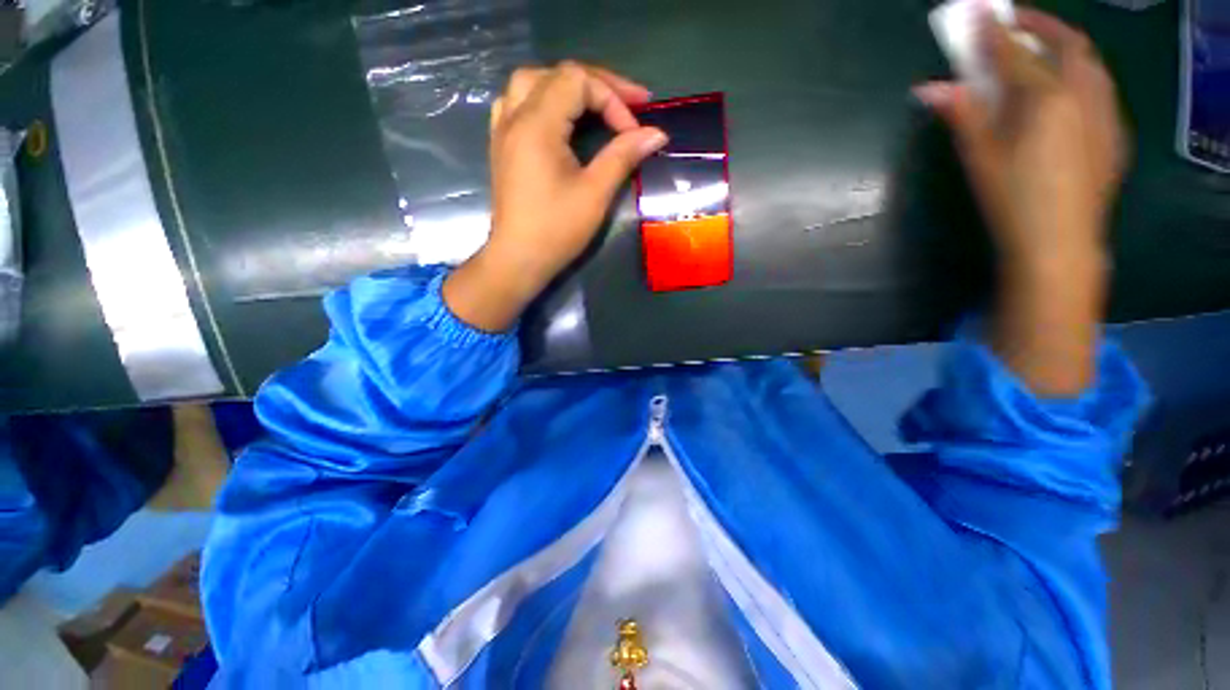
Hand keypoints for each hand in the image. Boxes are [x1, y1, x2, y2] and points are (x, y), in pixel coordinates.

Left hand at [443, 62, 667, 331]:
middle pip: (556, 74)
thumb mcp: (595, 193)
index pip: (578, 82)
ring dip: (566, 87)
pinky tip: (557, 118)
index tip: (634, 132)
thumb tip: (657, 133)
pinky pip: (517, 103)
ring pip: (532, 83)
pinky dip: (542, 100)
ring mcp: (503, 130)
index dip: (613, 99)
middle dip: (596, 85)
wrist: (518, 259)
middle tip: (628, 104)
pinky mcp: (502, 147)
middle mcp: (515, 116)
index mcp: (537, 124)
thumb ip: (623, 156)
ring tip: (594, 105)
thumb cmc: (557, 230)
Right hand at [914, 8, 1125, 268]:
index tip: (975, 12)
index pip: (1014, 54)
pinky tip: (1068, 93)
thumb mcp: (980, 157)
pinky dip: (1082, 77)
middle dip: (1039, 26)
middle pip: (1067, 44)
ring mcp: (1106, 114)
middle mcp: (1084, 94)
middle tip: (1015, 23)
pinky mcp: (1114, 135)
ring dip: (1065, 48)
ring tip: (1042, 52)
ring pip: (1092, 64)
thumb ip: (962, 115)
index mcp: (1048, 98)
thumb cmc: (1012, 201)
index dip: (992, 32)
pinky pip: (1102, 90)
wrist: (1059, 245)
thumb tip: (930, 88)